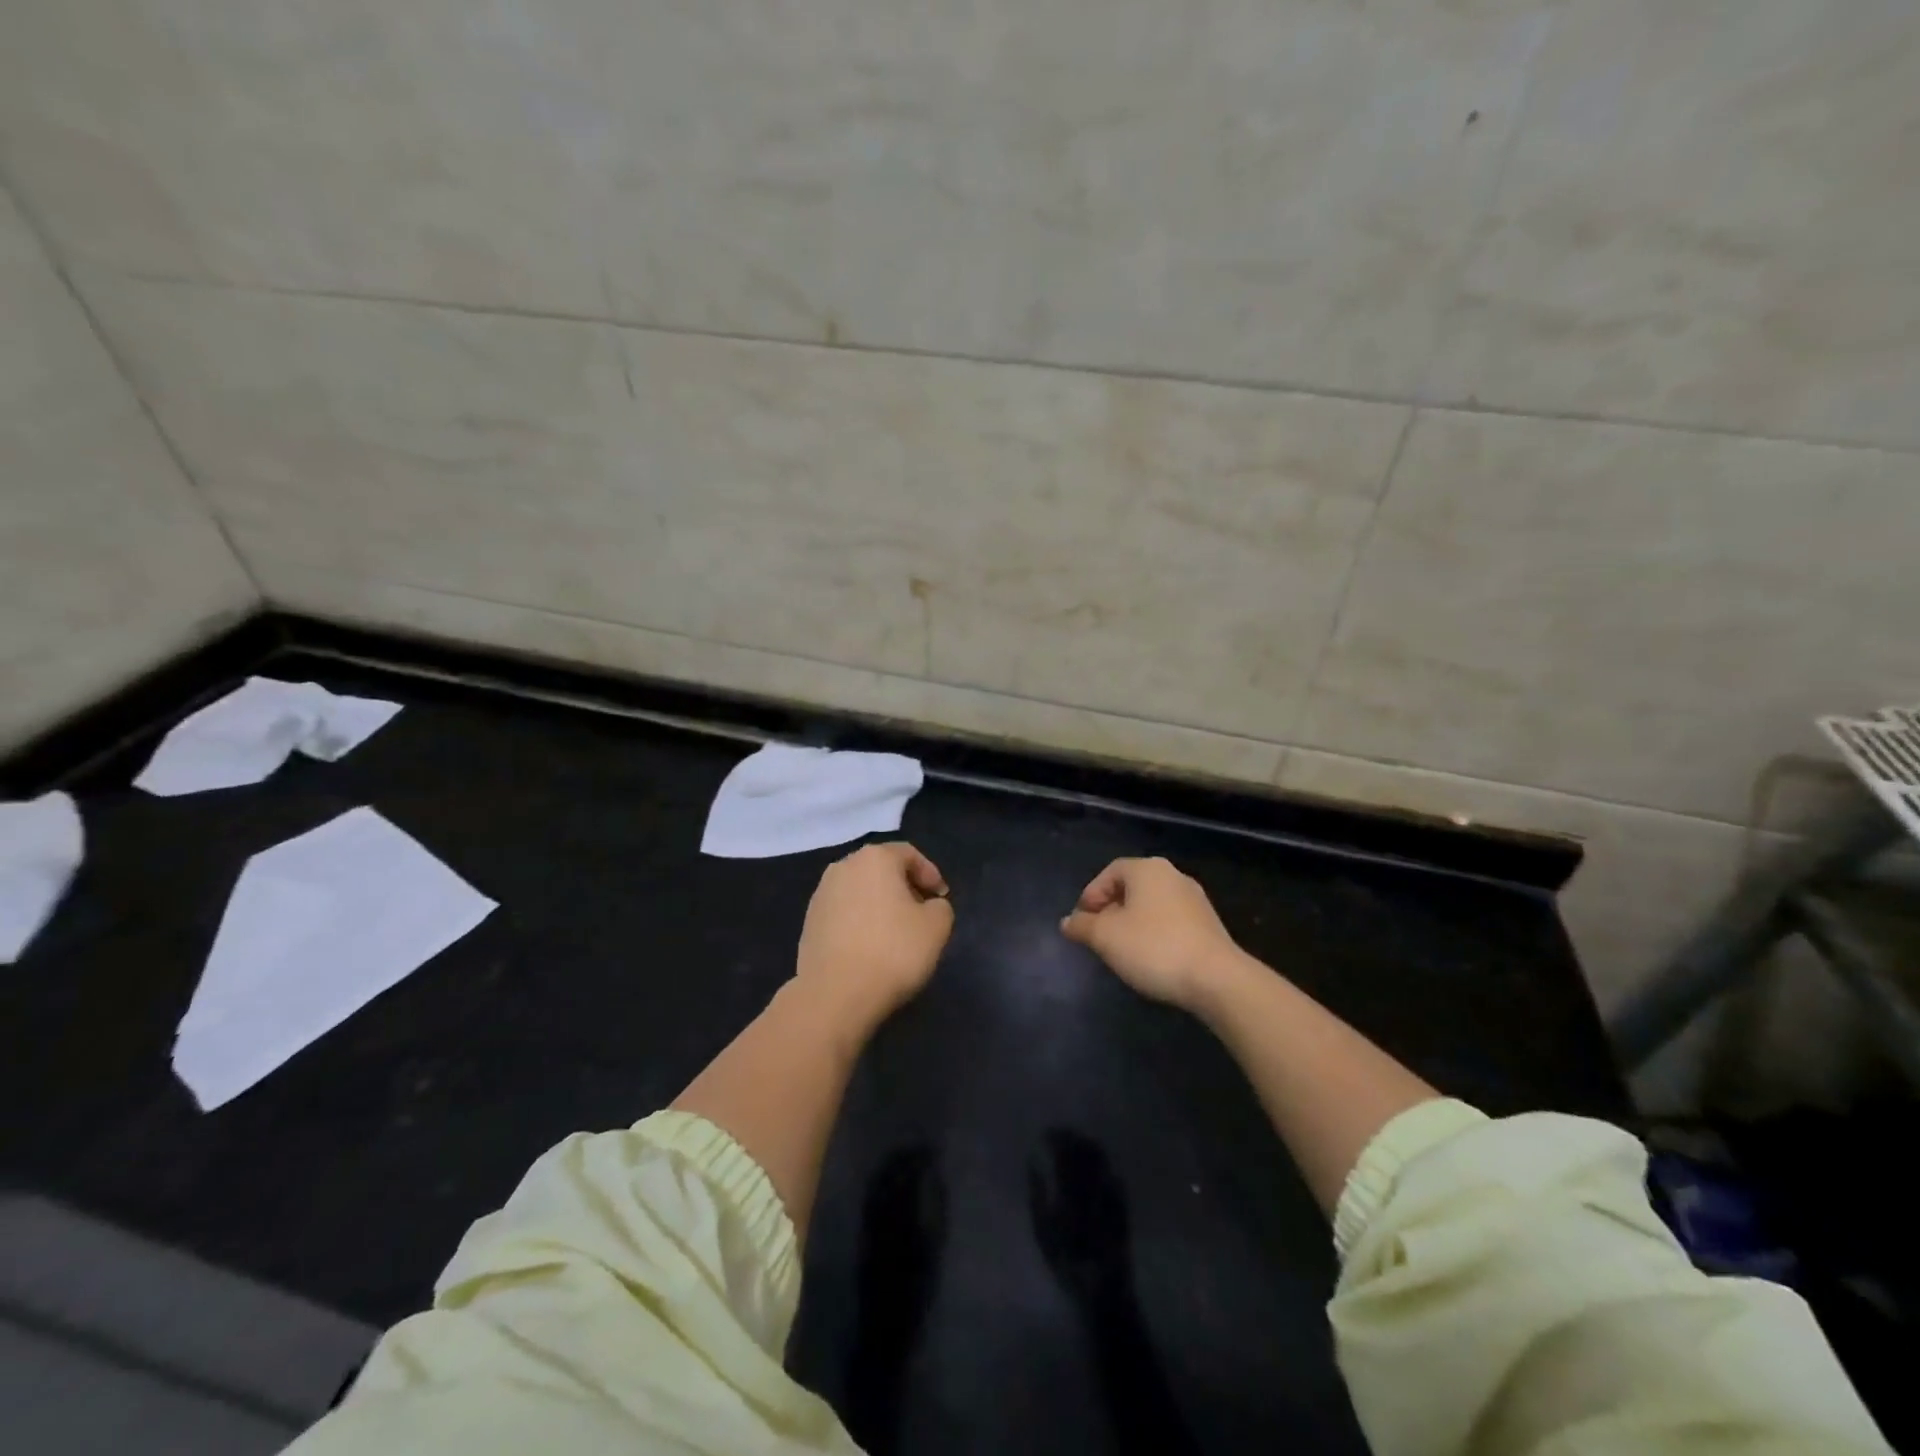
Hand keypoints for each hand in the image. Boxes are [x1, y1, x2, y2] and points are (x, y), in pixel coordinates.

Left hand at [795, 842, 953, 1027]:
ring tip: (896, 933)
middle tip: (922, 913)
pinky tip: (870, 948)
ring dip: (880, 904)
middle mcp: (844, 867)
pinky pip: (844, 913)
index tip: (942, 899)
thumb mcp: (936, 927)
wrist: (835, 994)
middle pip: (882, 869)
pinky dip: (860, 922)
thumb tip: (929, 906)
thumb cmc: (893, 951)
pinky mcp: (809, 922)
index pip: (909, 855)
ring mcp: (821, 894)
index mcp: (875, 858)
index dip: (930, 874)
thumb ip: (940, 907)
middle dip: (904, 887)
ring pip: (860, 890)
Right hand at [1029, 1129, 1131, 1312]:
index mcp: (1072, 1190)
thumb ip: (1037, 1194)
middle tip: (1060, 1132)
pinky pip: (1113, 1174)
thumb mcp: (1043, 1232)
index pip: (1064, 1153)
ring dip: (1088, 1146)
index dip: (1056, 1138)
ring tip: (1077, 1141)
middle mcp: (1093, 1187)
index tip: (1046, 1133)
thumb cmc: (1066, 1263)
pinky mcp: (1123, 1205)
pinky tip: (1097, 1162)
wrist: (1103, 1291)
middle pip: (1084, 1151)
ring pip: (1101, 1160)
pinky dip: (1103, 1162)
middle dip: (1072, 1137)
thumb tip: (1034, 1164)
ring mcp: (1111, 1195)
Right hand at [1060, 857, 1239, 1010]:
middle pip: (1131, 887)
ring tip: (1120, 950)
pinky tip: (1149, 958)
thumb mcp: (1106, 937)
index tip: (1081, 921)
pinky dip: (1154, 934)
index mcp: (1147, 869)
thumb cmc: (1154, 948)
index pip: (1110, 872)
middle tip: (1097, 936)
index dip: (1091, 895)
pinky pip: (1170, 921)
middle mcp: (1172, 876)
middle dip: (1110, 910)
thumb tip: (1068, 922)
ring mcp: (1195, 900)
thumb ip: (1082, 926)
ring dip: (1132, 923)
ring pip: (1151, 905)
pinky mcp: (1208, 924)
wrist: (1217, 979)